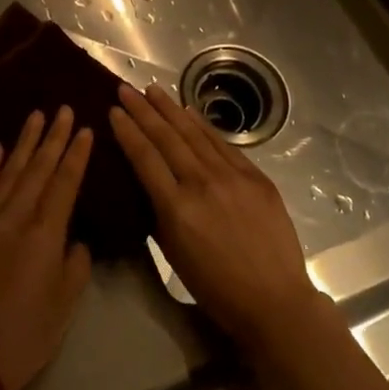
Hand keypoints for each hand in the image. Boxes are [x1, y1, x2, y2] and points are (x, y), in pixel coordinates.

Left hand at [0, 107, 93, 389]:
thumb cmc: (25, 335)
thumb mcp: (65, 304)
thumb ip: (76, 263)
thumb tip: (73, 238)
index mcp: (44, 233)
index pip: (65, 182)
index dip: (77, 154)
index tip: (86, 128)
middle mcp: (15, 216)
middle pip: (38, 167)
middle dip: (54, 136)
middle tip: (64, 109)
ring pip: (9, 169)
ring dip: (24, 141)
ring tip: (36, 116)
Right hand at [110, 84, 329, 351]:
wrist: (275, 301)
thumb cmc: (216, 288)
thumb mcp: (174, 254)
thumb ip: (159, 213)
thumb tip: (149, 181)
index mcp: (177, 209)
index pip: (145, 158)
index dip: (127, 131)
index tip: (113, 110)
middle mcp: (202, 184)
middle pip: (167, 138)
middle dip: (143, 110)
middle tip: (126, 88)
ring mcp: (232, 177)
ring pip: (194, 134)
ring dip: (171, 109)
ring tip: (153, 90)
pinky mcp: (256, 176)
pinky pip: (222, 144)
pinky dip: (203, 125)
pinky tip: (189, 111)